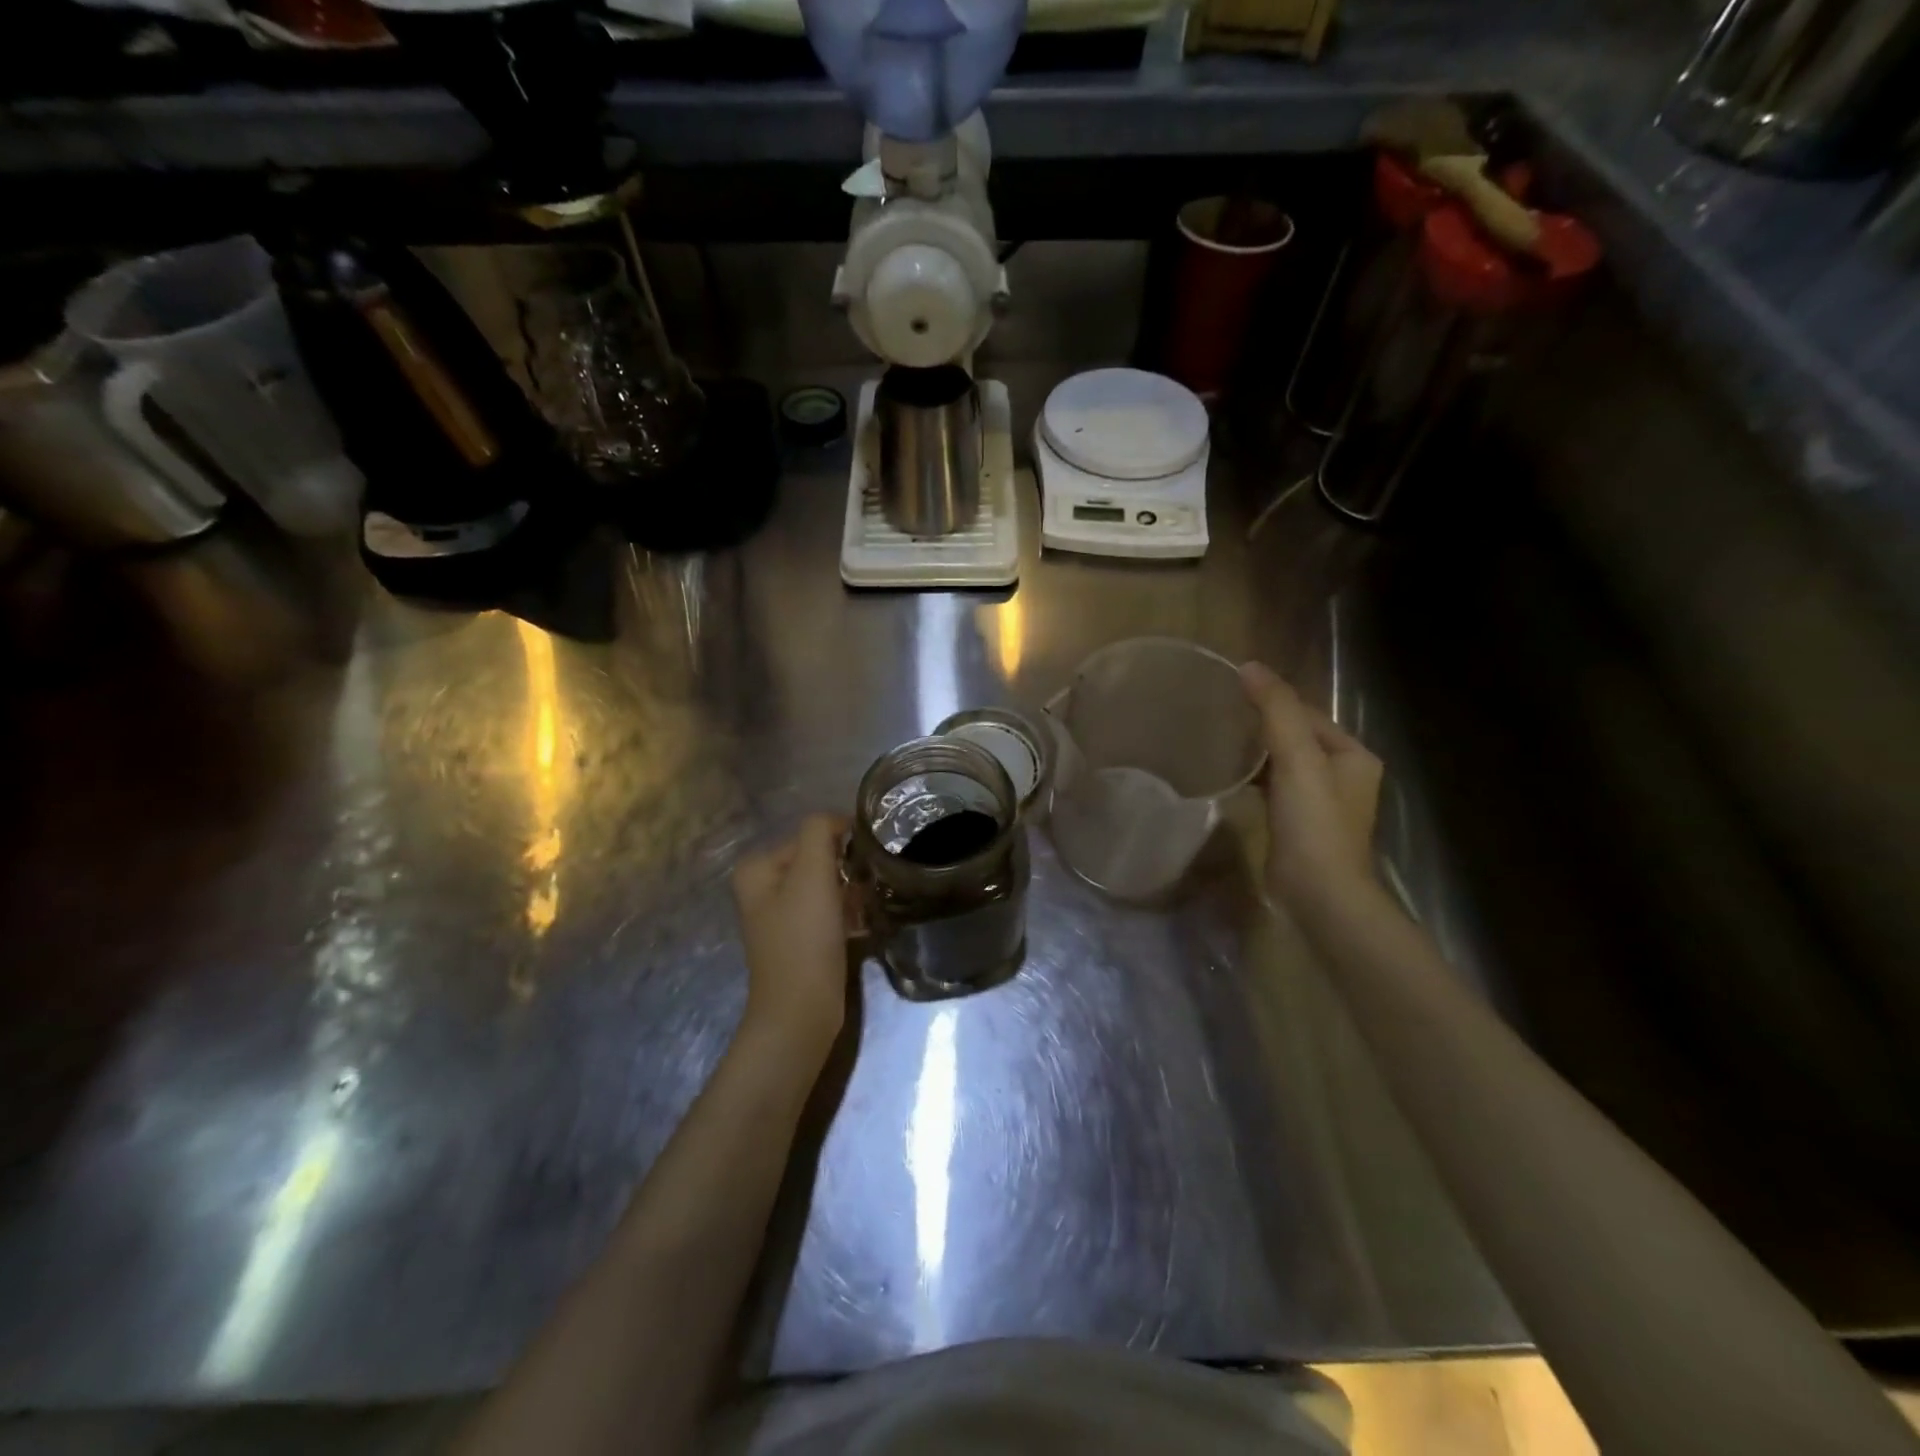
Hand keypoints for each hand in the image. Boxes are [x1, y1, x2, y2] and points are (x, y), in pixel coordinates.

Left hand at [731, 813, 853, 1064]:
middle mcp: (764, 888)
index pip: (811, 834)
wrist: (801, 1011)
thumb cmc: (804, 937)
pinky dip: (849, 914)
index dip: (842, 843)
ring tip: (870, 905)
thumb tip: (840, 820)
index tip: (868, 860)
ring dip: (852, 892)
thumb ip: (820, 832)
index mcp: (757, 867)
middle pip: (820, 860)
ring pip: (829, 886)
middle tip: (871, 884)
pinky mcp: (802, 940)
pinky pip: (831, 912)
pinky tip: (864, 925)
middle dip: (847, 870)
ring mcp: (782, 916)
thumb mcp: (811, 873)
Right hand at [1240, 661, 1383, 909]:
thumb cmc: (1314, 823)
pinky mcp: (1300, 826)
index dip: (1273, 703)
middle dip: (1263, 728)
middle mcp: (1344, 776)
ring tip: (1219, 742)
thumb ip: (1276, 711)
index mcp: (1354, 755)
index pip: (1308, 715)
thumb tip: (1249, 666)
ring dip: (1258, 754)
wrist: (1319, 894)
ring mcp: (1323, 804)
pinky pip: (1277, 790)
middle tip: (1220, 718)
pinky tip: (1232, 779)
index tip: (1231, 696)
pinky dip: (1257, 780)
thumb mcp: (1298, 758)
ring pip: (1286, 765)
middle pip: (1297, 738)